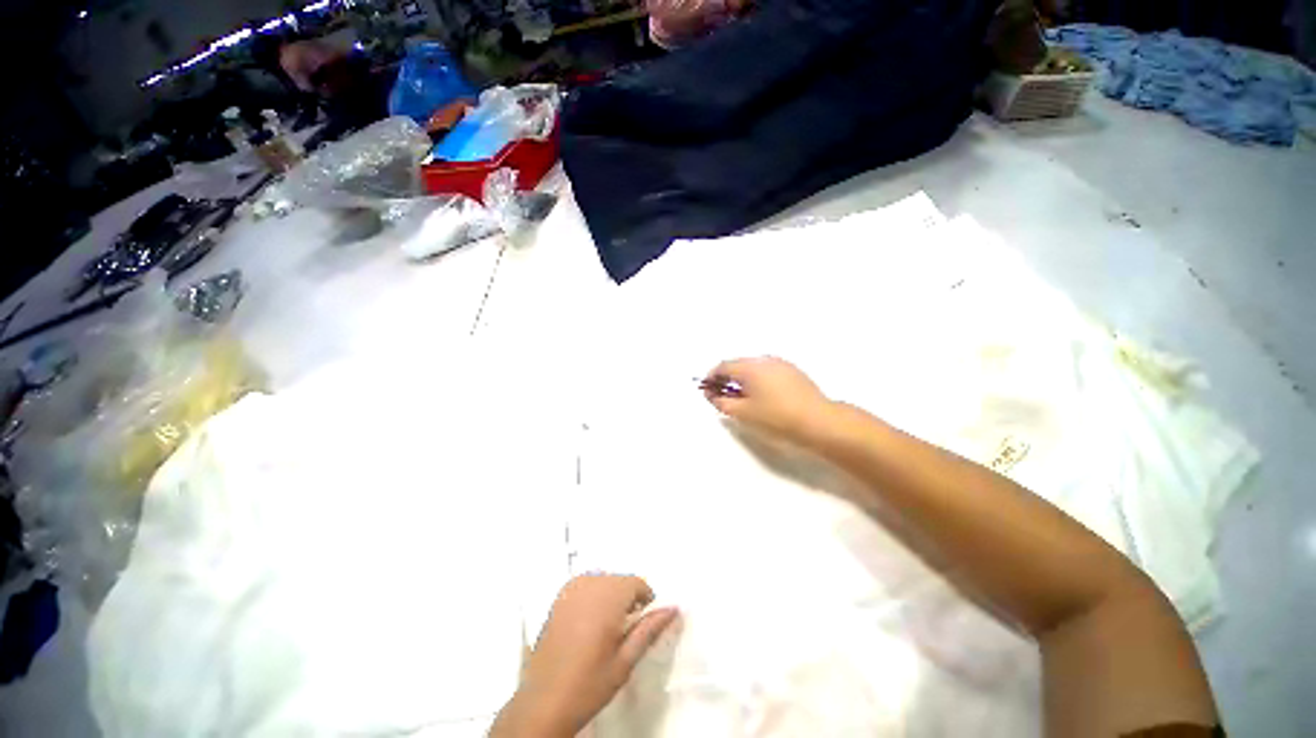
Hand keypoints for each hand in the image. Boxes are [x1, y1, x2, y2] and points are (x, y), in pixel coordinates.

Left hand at [491, 575, 678, 737]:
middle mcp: (589, 584)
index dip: (644, 602)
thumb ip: (650, 629)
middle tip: (623, 632)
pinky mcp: (558, 597)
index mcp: (608, 597)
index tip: (641, 625)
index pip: (637, 583)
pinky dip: (593, 596)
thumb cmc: (589, 684)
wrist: (543, 702)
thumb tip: (674, 608)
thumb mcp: (625, 661)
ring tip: (605, 629)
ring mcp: (570, 588)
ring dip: (610, 597)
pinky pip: (586, 585)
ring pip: (603, 581)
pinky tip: (587, 624)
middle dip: (627, 599)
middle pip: (620, 580)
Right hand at [703, 357, 835, 444]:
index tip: (707, 391)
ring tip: (742, 398)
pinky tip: (762, 396)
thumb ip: (722, 402)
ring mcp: (781, 364)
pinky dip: (757, 380)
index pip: (723, 366)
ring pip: (753, 368)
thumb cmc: (777, 418)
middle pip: (738, 365)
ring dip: (742, 379)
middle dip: (727, 378)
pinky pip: (767, 371)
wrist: (819, 421)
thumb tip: (712, 394)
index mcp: (750, 367)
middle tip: (722, 396)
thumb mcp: (744, 413)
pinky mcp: (793, 371)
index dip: (711, 377)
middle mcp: (765, 359)